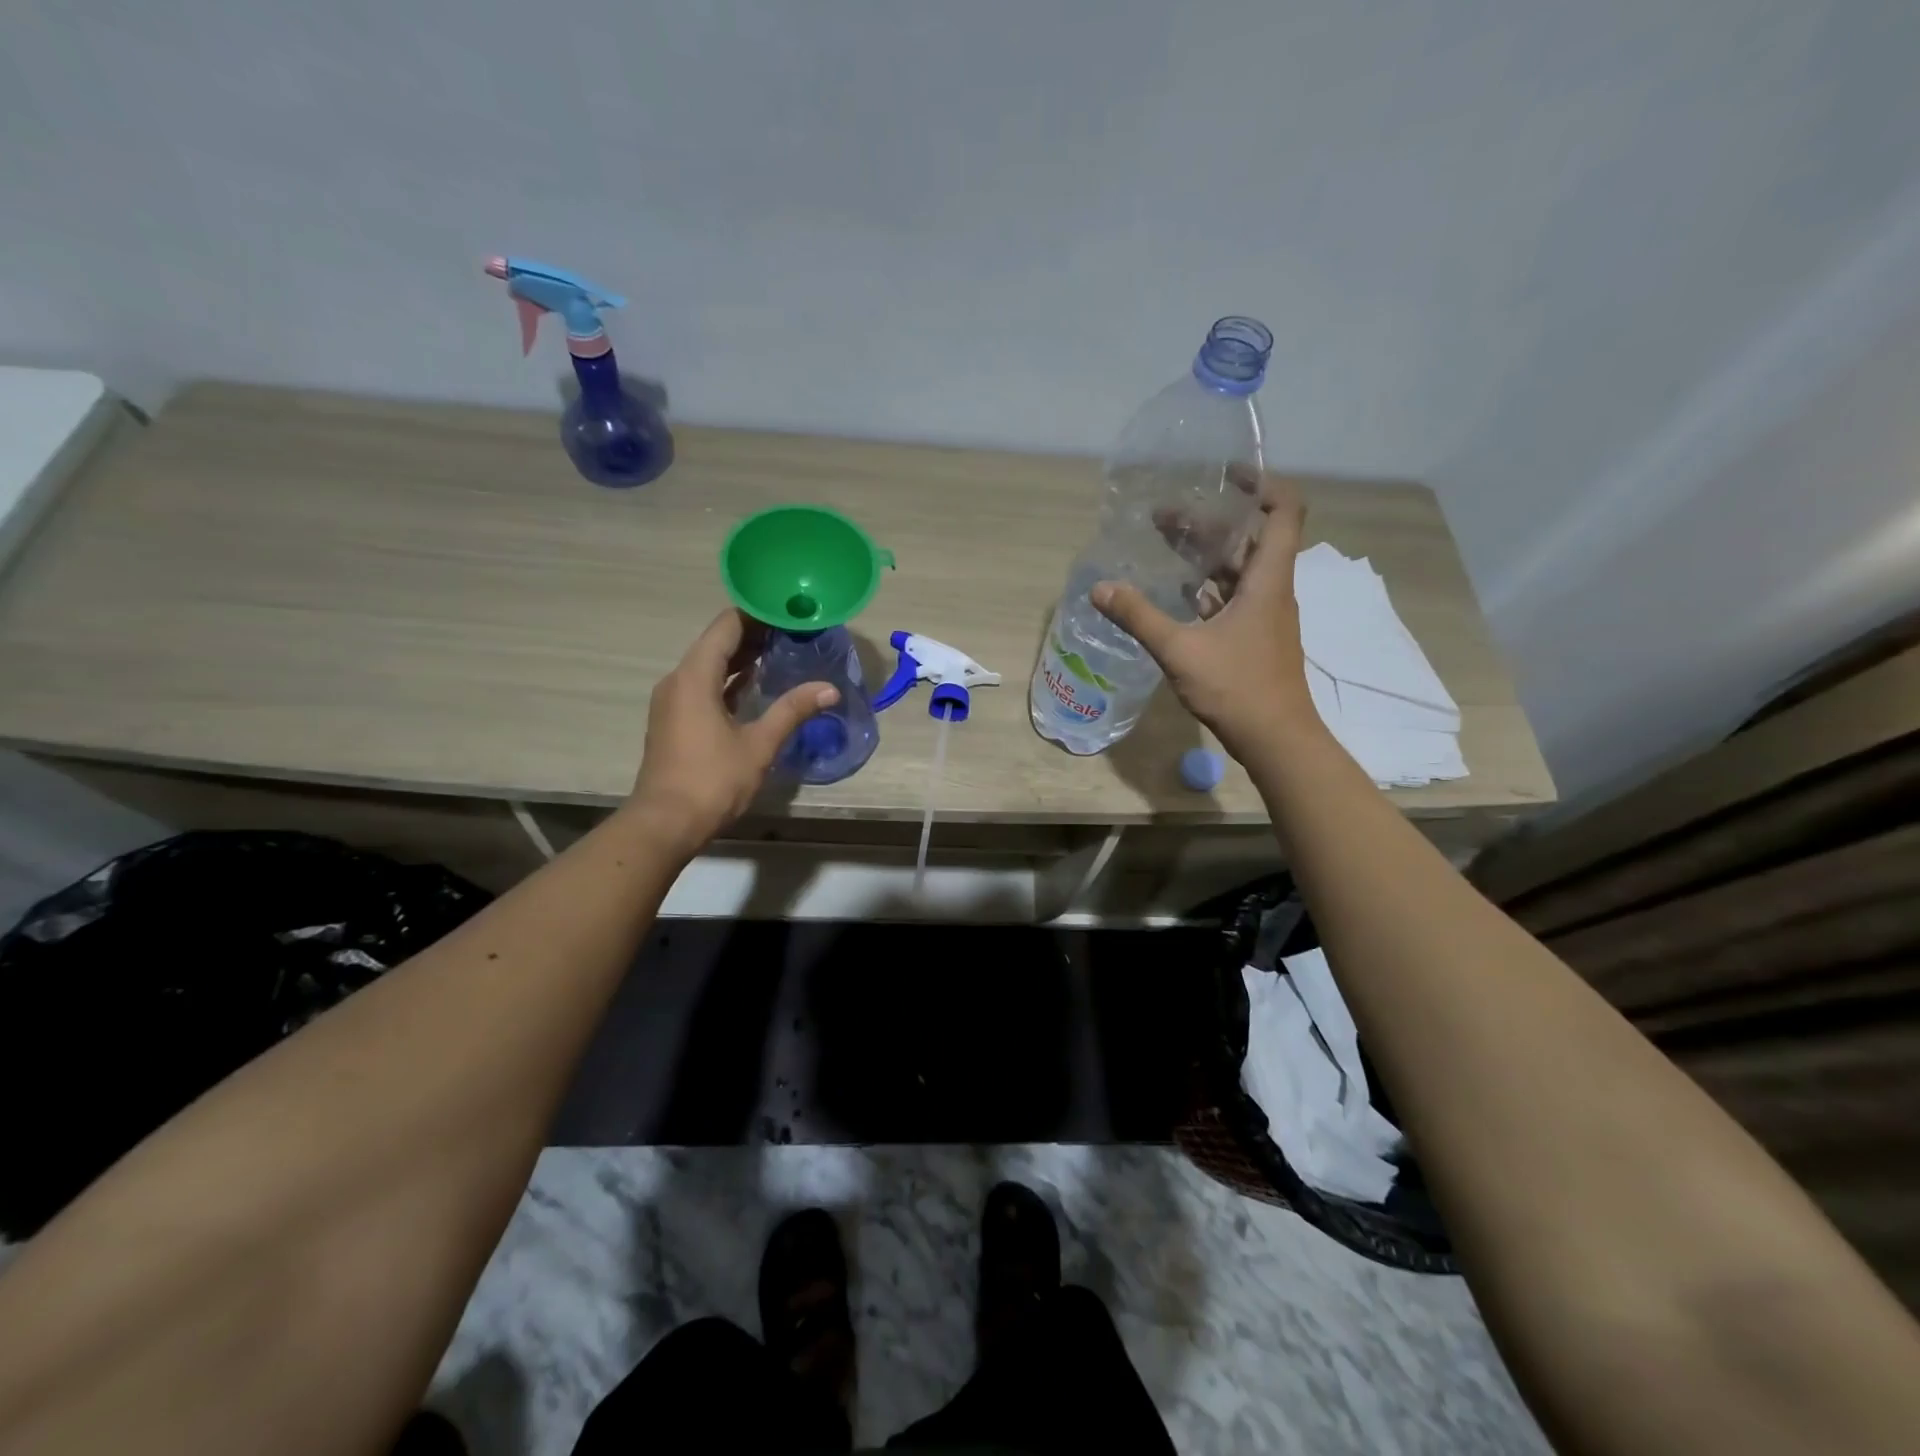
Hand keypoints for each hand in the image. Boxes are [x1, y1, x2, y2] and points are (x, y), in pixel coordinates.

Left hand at [626, 609, 838, 856]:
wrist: (665, 823)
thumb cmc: (712, 780)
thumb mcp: (759, 744)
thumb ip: (792, 711)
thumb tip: (829, 689)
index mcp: (694, 676)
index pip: (727, 626)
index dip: (758, 614)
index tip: (790, 610)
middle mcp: (678, 680)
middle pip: (717, 642)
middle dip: (754, 634)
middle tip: (794, 630)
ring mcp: (673, 701)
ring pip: (710, 665)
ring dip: (742, 657)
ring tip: (782, 651)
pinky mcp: (675, 720)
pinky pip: (704, 685)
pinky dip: (729, 680)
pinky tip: (756, 684)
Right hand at [1092, 471, 1318, 760]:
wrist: (1276, 738)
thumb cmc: (1237, 687)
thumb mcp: (1180, 650)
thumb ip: (1139, 616)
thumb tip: (1100, 588)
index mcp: (1268, 579)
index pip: (1283, 511)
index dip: (1261, 483)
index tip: (1226, 474)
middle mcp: (1271, 589)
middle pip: (1248, 539)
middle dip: (1208, 522)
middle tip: (1162, 516)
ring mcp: (1264, 615)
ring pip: (1238, 570)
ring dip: (1205, 555)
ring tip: (1163, 545)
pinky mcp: (1254, 637)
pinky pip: (1232, 598)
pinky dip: (1206, 587)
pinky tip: (1176, 591)